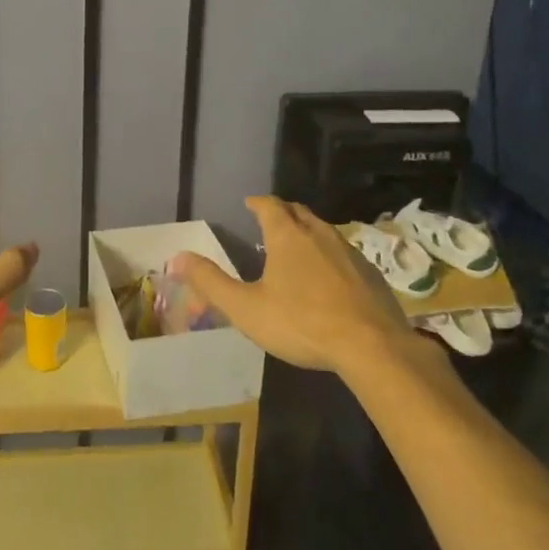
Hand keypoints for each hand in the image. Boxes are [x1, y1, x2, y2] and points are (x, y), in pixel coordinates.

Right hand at [169, 196, 420, 375]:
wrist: (372, 346)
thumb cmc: (301, 323)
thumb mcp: (246, 307)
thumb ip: (210, 282)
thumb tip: (176, 257)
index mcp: (288, 235)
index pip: (270, 206)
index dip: (257, 203)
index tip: (249, 204)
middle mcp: (319, 234)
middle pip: (299, 212)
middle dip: (283, 213)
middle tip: (270, 221)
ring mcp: (349, 252)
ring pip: (323, 231)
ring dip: (307, 233)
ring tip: (296, 248)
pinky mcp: (370, 273)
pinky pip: (344, 253)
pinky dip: (329, 256)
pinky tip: (328, 278)